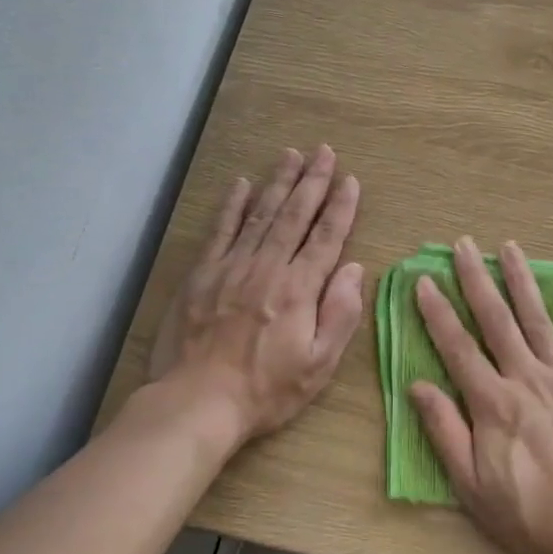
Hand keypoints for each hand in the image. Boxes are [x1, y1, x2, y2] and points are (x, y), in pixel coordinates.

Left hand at [148, 146, 364, 442]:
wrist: (197, 402)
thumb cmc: (265, 390)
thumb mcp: (319, 365)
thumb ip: (340, 313)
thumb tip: (355, 269)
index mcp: (299, 289)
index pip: (326, 237)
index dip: (341, 207)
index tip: (351, 180)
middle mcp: (267, 267)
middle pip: (295, 215)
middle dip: (313, 181)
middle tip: (324, 151)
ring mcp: (231, 266)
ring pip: (261, 214)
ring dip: (278, 182)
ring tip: (292, 155)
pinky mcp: (202, 274)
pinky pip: (221, 230)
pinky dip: (233, 205)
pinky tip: (242, 184)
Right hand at [410, 237, 552, 553]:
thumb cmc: (532, 515)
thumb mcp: (473, 487)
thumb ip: (445, 432)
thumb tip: (418, 385)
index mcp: (493, 403)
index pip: (457, 347)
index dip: (437, 312)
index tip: (424, 280)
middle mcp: (527, 378)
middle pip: (496, 320)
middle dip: (476, 279)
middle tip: (463, 245)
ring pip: (538, 318)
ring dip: (521, 280)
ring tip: (508, 247)